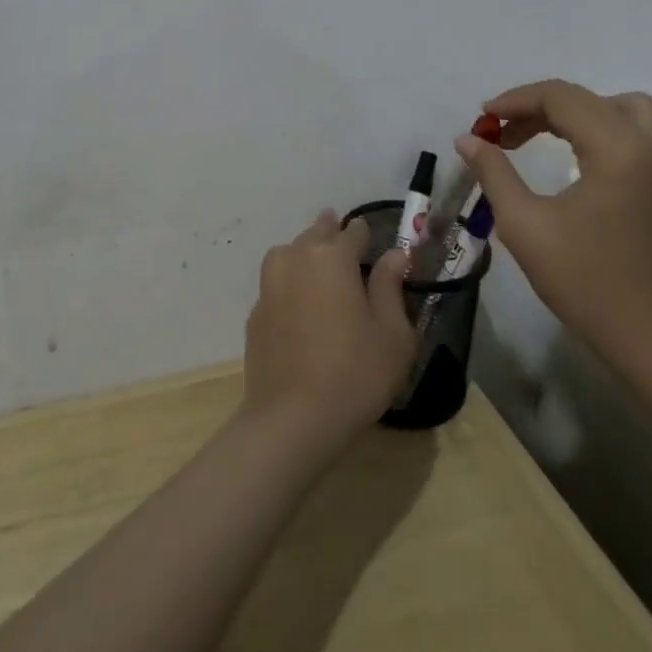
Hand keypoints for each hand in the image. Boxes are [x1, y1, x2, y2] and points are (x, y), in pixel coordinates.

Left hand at [241, 210, 417, 454]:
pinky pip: (277, 283)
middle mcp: (297, 257)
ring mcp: (270, 282)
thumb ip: (391, 287)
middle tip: (344, 242)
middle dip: (332, 233)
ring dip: (306, 253)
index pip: (354, 232)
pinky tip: (300, 306)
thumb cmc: (354, 374)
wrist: (291, 419)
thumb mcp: (392, 335)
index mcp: (333, 256)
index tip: (372, 244)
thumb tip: (395, 255)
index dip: (365, 235)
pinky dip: (290, 284)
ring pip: (291, 252)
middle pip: (317, 233)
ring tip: (320, 268)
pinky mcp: (255, 311)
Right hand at [457, 80, 651, 380]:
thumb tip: (468, 139)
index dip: (516, 100)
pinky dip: (611, 130)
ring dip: (580, 113)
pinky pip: (646, 133)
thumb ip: (494, 173)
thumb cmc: (586, 283)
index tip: (483, 118)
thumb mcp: (525, 226)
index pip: (561, 98)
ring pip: (623, 109)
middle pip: (588, 99)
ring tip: (547, 137)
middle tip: (504, 134)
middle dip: (540, 108)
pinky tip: (589, 158)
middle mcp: (651, 145)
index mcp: (618, 149)